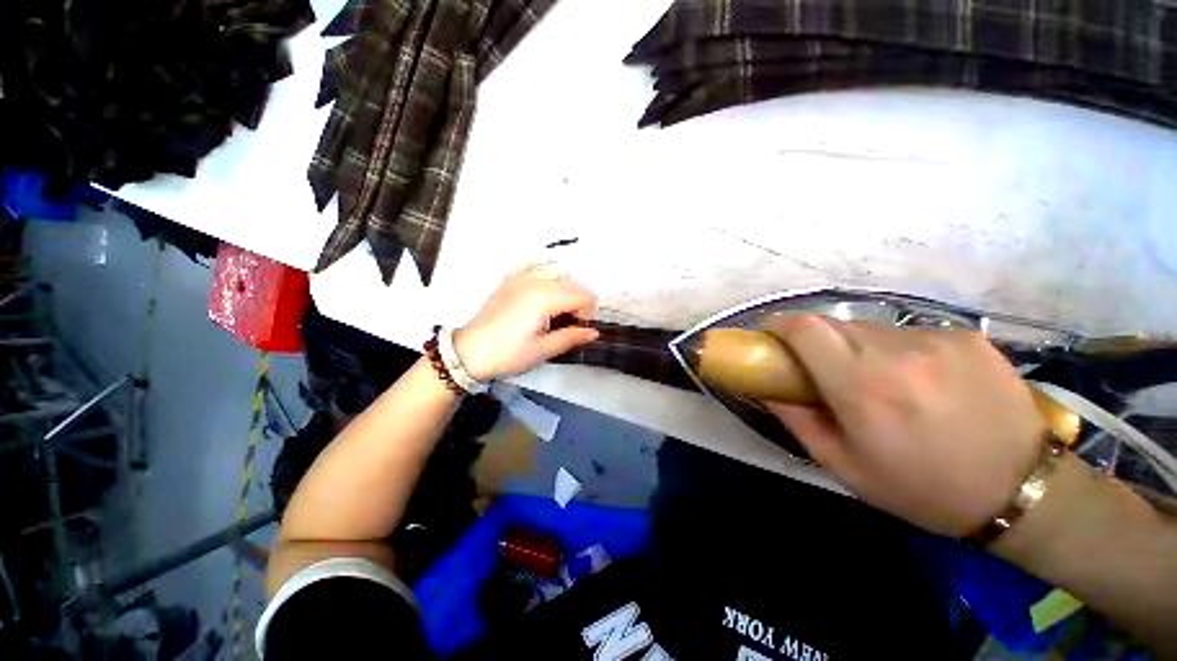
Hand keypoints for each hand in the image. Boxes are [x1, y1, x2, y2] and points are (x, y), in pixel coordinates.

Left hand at [453, 268, 599, 381]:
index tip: (575, 329)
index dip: (585, 313)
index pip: (583, 295)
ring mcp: (520, 277)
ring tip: (554, 309)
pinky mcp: (509, 279)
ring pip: (556, 271)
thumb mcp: (542, 350)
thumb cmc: (507, 354)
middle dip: (577, 302)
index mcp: (545, 298)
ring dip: (563, 287)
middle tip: (565, 324)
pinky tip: (539, 292)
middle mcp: (535, 281)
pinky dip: (543, 276)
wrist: (470, 352)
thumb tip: (594, 333)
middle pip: (572, 282)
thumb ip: (571, 337)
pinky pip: (534, 267)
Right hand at [762, 315, 1044, 536]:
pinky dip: (894, 350)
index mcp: (864, 387)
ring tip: (876, 382)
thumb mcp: (843, 466)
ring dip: (854, 348)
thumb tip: (765, 386)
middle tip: (821, 372)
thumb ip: (796, 419)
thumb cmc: (922, 488)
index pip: (803, 328)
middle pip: (831, 325)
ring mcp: (937, 339)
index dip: (777, 324)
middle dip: (813, 342)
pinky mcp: (966, 336)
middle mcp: (898, 352)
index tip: (770, 339)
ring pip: (868, 328)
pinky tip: (918, 382)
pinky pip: (906, 334)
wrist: (1023, 493)